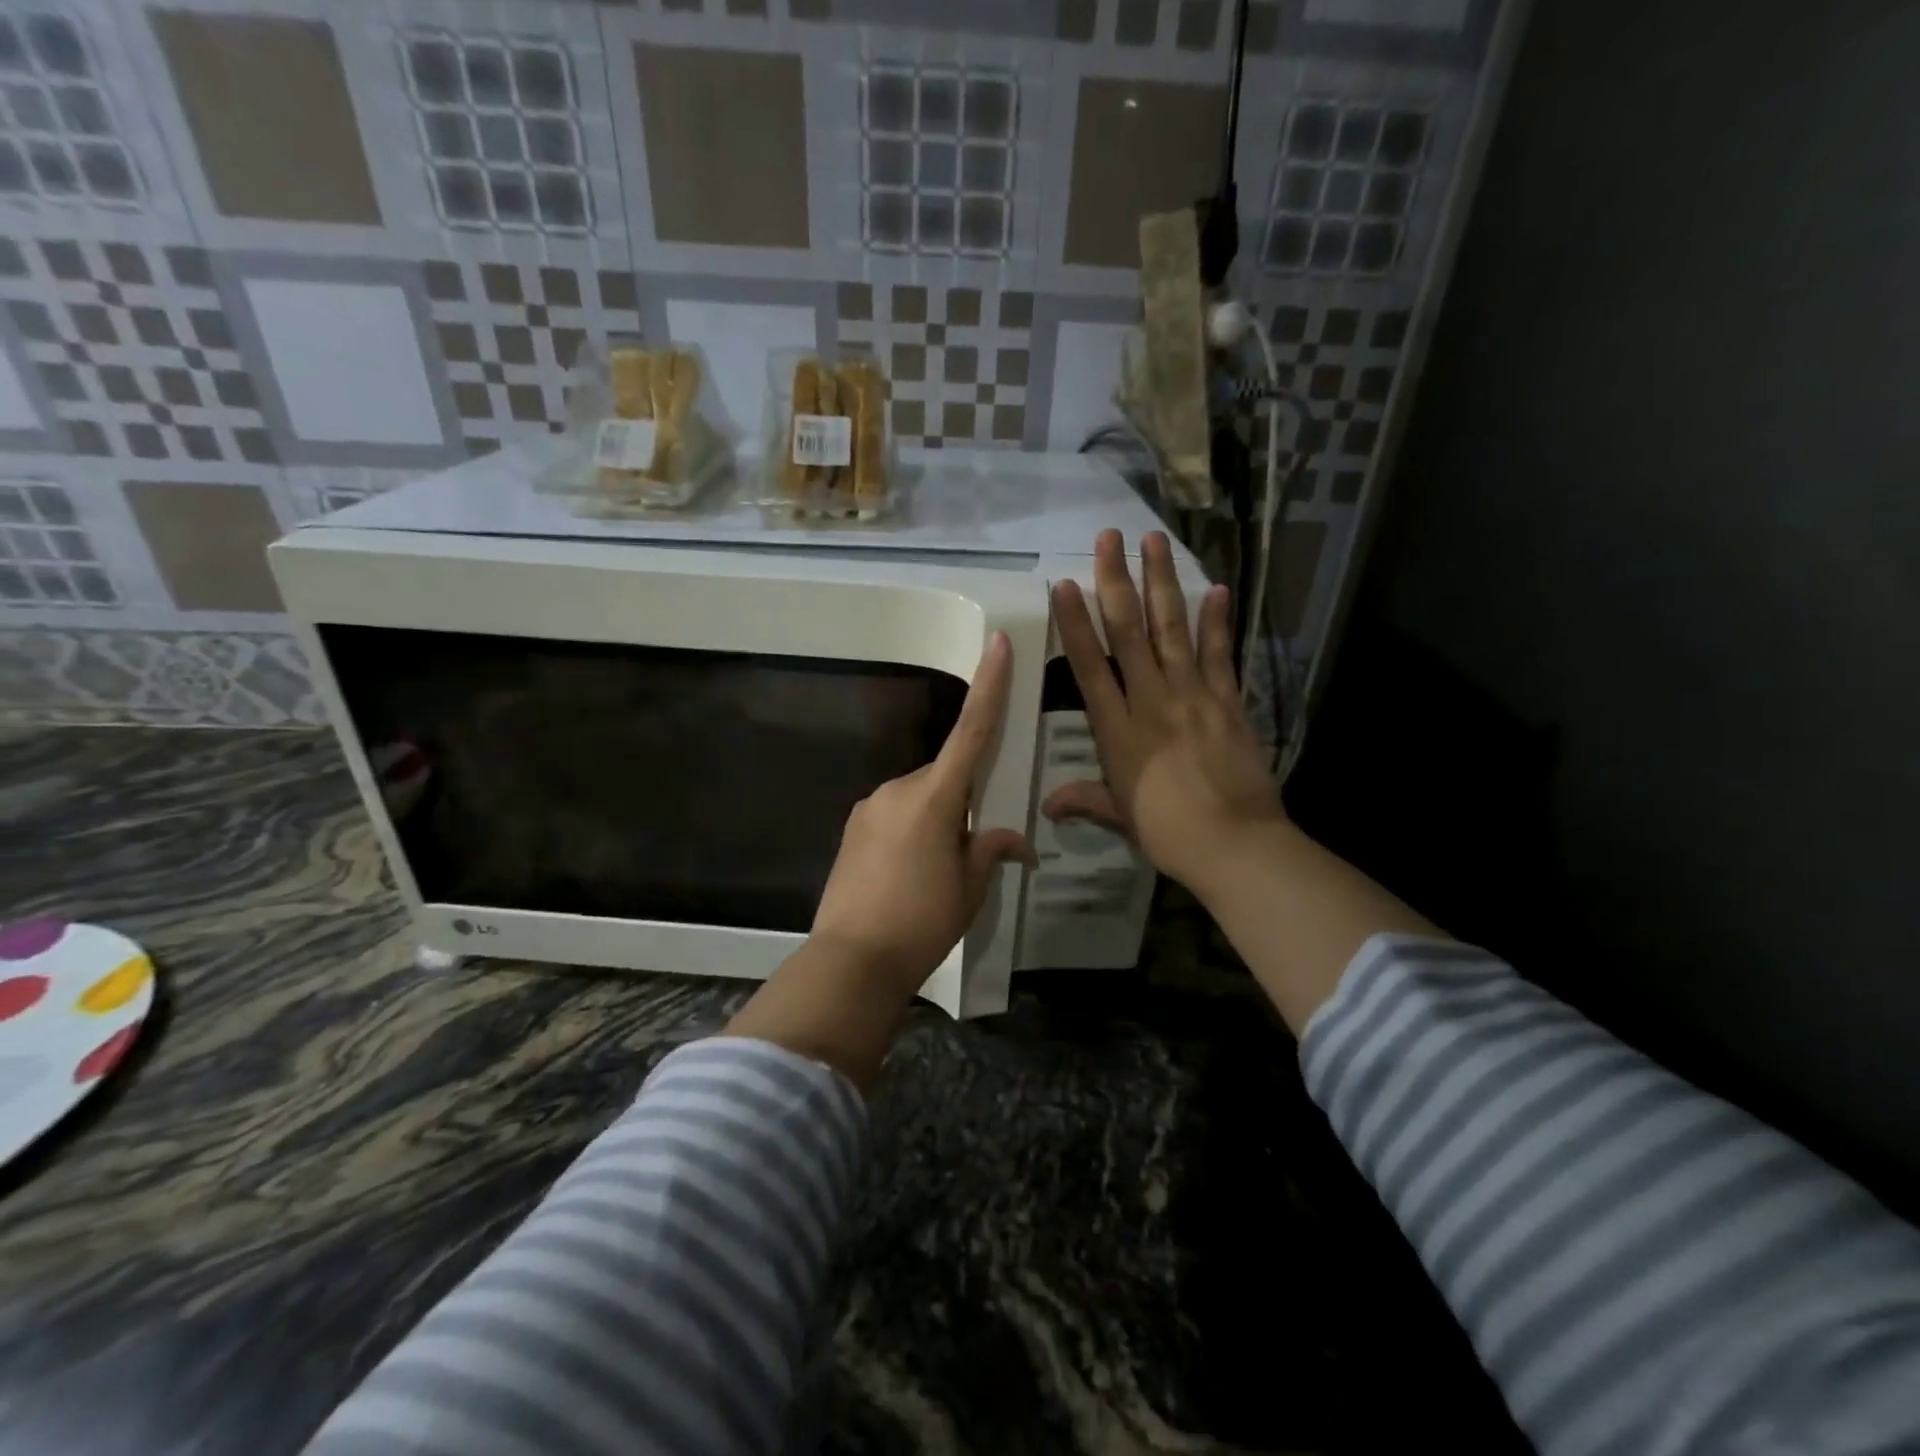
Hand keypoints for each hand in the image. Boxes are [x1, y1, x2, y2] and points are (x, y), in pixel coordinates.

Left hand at [810, 630, 1036, 996]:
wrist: (851, 961)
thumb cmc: (921, 921)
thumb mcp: (970, 888)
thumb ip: (991, 850)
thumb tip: (1017, 842)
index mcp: (935, 797)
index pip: (972, 731)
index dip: (989, 685)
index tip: (996, 642)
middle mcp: (899, 789)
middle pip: (945, 777)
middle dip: (962, 803)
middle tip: (967, 855)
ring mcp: (870, 806)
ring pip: (919, 798)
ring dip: (935, 821)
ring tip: (933, 875)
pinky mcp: (853, 827)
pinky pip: (895, 815)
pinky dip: (911, 833)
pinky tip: (907, 877)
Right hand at [1045, 530, 1286, 895]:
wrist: (1236, 844)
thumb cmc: (1168, 833)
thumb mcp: (1120, 815)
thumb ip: (1085, 799)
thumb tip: (1047, 806)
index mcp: (1118, 729)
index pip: (1090, 666)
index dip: (1076, 623)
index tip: (1065, 584)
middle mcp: (1152, 701)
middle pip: (1130, 633)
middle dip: (1116, 582)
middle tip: (1108, 538)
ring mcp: (1194, 696)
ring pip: (1172, 630)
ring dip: (1162, 583)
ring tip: (1154, 541)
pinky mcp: (1229, 702)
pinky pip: (1222, 655)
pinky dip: (1217, 622)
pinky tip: (1216, 588)